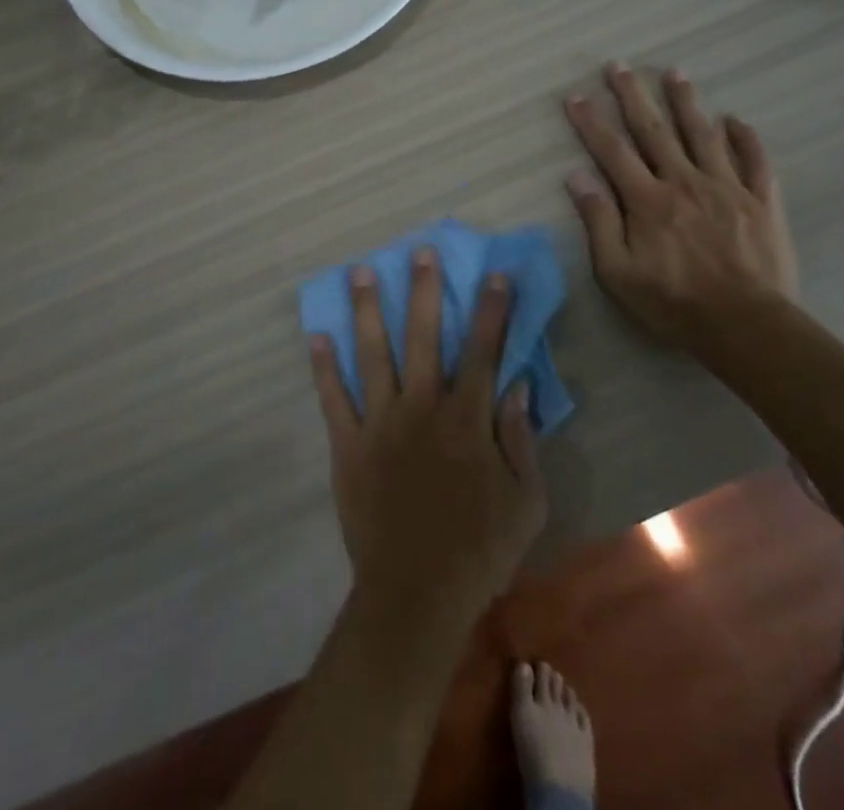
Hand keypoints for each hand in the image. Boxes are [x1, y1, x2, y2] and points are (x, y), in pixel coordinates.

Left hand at [309, 250, 546, 627]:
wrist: (417, 592)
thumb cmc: (480, 549)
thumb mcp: (527, 501)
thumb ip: (521, 438)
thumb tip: (517, 385)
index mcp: (466, 418)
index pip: (483, 350)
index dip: (491, 309)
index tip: (494, 273)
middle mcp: (422, 407)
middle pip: (423, 336)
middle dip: (424, 290)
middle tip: (418, 251)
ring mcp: (380, 422)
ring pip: (373, 354)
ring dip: (367, 310)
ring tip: (359, 272)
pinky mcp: (348, 444)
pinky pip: (333, 398)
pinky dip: (323, 367)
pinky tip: (316, 335)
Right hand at [564, 62, 799, 345]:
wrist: (747, 327)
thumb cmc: (673, 303)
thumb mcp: (618, 273)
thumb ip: (599, 221)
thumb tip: (576, 177)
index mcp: (647, 200)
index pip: (612, 150)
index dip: (591, 121)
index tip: (576, 96)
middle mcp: (684, 182)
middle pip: (654, 130)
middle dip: (633, 95)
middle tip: (620, 65)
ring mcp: (727, 188)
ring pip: (703, 134)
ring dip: (686, 102)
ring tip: (675, 73)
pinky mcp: (762, 202)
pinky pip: (755, 161)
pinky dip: (745, 138)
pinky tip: (735, 120)